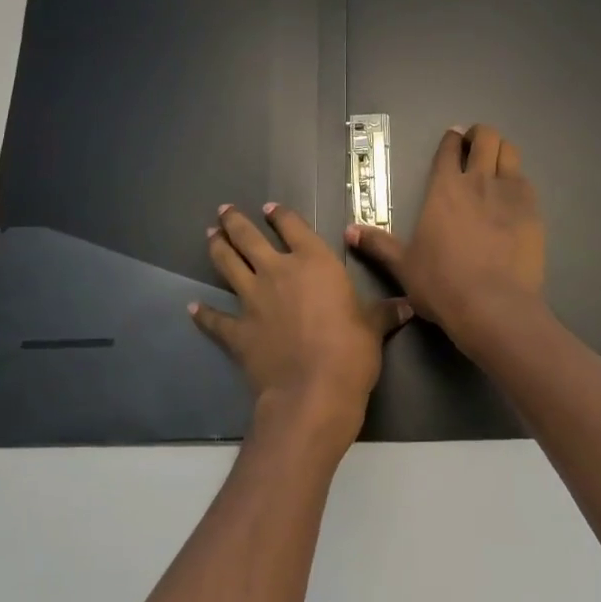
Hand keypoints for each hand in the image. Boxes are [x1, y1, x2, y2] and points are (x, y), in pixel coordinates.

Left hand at [191, 203, 408, 452]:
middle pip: (249, 238)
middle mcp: (278, 271)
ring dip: (217, 249)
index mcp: (314, 261)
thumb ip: (385, 312)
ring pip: (227, 265)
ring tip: (210, 236)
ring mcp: (253, 300)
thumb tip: (408, 304)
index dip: (280, 216)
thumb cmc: (351, 351)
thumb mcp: (374, 327)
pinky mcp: (237, 331)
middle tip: (224, 211)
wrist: (313, 392)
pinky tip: (192, 308)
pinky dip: (203, 314)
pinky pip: (215, 319)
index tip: (270, 209)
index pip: (293, 227)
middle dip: (235, 222)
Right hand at [347, 124, 544, 355]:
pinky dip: (518, 180)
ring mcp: (509, 193)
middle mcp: (477, 181)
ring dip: (501, 150)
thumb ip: (378, 244)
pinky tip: (513, 195)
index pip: (448, 149)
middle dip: (480, 135)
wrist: (493, 306)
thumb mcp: (403, 266)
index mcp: (444, 188)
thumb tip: (348, 231)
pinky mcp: (533, 210)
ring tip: (496, 162)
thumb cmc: (442, 285)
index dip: (451, 139)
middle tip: (475, 145)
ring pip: (509, 151)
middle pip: (485, 138)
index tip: (453, 138)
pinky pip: (526, 181)